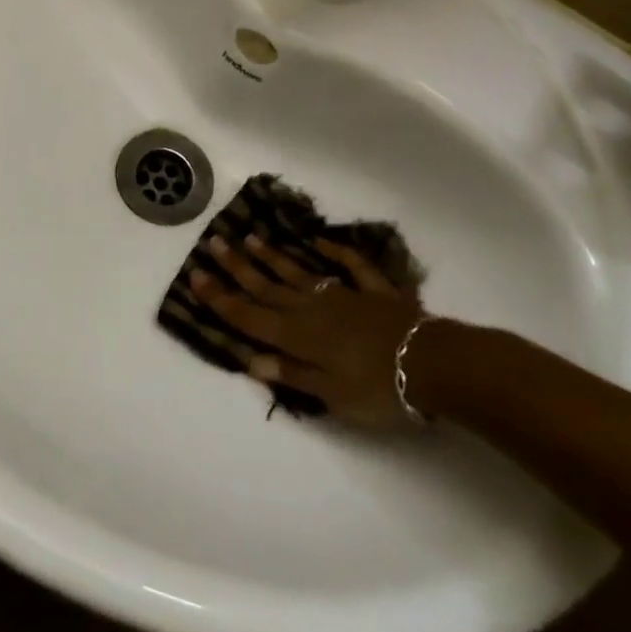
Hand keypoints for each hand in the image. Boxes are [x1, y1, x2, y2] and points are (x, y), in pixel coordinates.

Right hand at [191, 234, 426, 429]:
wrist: (434, 365)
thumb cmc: (379, 388)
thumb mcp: (332, 394)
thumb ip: (292, 374)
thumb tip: (251, 360)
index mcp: (298, 336)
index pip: (249, 316)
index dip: (221, 298)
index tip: (196, 276)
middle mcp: (312, 309)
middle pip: (267, 287)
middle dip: (238, 267)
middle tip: (214, 243)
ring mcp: (343, 295)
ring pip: (299, 272)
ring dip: (273, 256)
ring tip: (250, 237)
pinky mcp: (373, 292)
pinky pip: (350, 266)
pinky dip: (335, 251)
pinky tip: (319, 241)